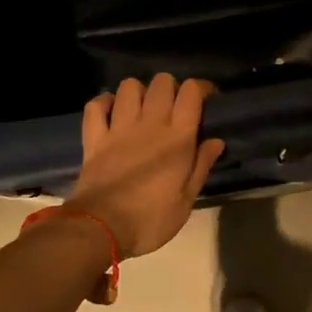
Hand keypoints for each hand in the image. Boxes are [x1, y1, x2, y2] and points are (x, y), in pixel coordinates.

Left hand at [69, 74, 225, 257]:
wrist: (101, 228)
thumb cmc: (151, 220)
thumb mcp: (186, 201)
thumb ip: (201, 166)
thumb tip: (216, 141)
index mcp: (177, 138)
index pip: (190, 93)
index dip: (199, 88)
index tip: (205, 99)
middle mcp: (149, 123)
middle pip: (161, 82)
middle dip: (170, 87)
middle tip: (173, 106)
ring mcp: (118, 128)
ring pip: (129, 86)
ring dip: (139, 92)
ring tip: (143, 108)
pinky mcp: (94, 137)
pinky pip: (95, 106)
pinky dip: (103, 103)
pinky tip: (111, 111)